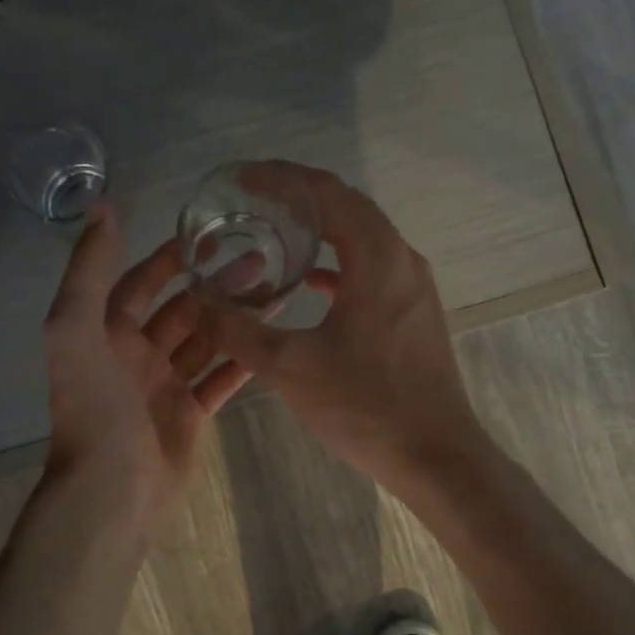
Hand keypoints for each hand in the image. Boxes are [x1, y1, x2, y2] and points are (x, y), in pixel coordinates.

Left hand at [41, 204, 249, 527]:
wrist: (112, 492)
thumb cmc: (95, 408)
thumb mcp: (75, 331)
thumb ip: (88, 270)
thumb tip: (101, 206)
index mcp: (104, 332)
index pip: (138, 282)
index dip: (169, 257)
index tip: (210, 235)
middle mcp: (134, 355)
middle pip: (183, 309)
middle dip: (217, 284)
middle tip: (264, 261)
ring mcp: (163, 386)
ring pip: (207, 341)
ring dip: (237, 318)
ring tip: (279, 294)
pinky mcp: (189, 415)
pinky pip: (219, 379)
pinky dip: (243, 360)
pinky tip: (274, 341)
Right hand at [195, 163, 489, 490]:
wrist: (436, 456)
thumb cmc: (366, 405)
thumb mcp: (290, 366)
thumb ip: (238, 329)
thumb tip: (197, 300)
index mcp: (378, 256)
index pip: (327, 192)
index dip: (281, 177)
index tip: (240, 179)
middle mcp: (402, 258)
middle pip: (346, 207)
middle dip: (297, 198)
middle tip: (249, 202)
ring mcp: (413, 286)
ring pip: (361, 238)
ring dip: (319, 230)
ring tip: (273, 234)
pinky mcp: (414, 313)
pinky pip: (370, 270)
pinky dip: (337, 265)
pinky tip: (308, 283)